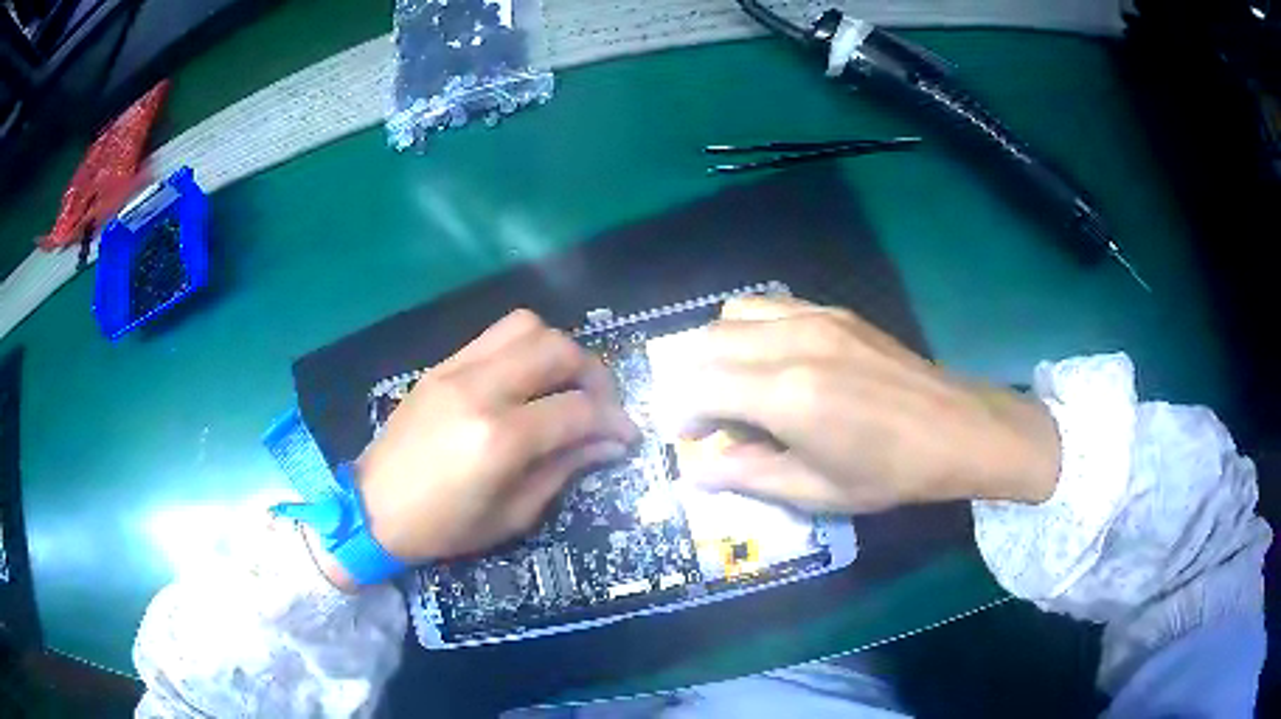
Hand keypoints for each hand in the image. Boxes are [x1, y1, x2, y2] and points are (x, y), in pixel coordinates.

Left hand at [355, 310, 637, 561]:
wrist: (373, 509)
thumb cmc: (443, 527)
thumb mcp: (513, 514)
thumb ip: (564, 470)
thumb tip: (608, 443)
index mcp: (499, 439)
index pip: (577, 410)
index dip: (613, 420)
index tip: (627, 434)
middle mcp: (481, 390)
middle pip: (556, 349)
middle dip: (593, 373)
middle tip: (600, 403)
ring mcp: (456, 370)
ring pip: (526, 326)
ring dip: (558, 349)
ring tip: (565, 383)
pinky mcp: (441, 365)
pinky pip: (494, 336)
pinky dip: (524, 348)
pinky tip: (527, 380)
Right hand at [680, 297, 1059, 512]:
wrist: (956, 428)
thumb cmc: (890, 472)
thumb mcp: (817, 491)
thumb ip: (749, 475)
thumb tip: (696, 471)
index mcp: (787, 395)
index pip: (701, 387)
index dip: (683, 413)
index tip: (689, 438)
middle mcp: (792, 343)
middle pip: (708, 342)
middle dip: (693, 380)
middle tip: (710, 419)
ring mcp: (815, 318)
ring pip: (733, 314)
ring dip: (719, 349)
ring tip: (736, 385)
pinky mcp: (835, 311)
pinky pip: (770, 305)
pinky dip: (750, 329)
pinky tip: (772, 361)